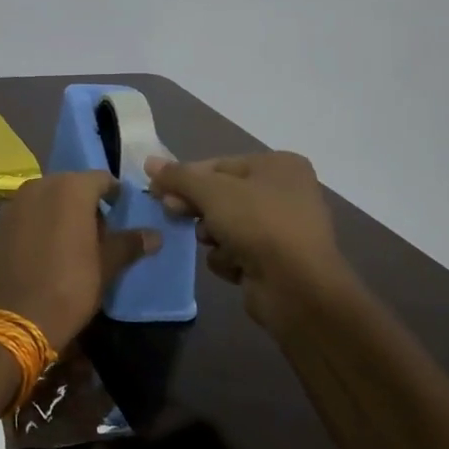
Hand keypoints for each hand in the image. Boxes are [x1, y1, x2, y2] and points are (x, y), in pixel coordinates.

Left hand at [0, 171, 155, 350]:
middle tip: (98, 231)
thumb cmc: (70, 287)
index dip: (114, 195)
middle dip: (85, 203)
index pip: (101, 180)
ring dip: (59, 211)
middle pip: (71, 185)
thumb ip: (129, 244)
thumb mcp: (106, 266)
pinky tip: (43, 248)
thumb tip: (154, 235)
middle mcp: (39, 186)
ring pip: (45, 197)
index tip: (121, 214)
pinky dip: (37, 222)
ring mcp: (14, 203)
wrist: (17, 318)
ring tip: (71, 240)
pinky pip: (26, 213)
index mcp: (70, 189)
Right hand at [145, 152, 354, 327]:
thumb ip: (178, 176)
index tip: (158, 191)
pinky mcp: (276, 260)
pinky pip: (238, 251)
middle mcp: (285, 192)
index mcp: (278, 165)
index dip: (185, 177)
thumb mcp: (211, 191)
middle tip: (173, 213)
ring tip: (215, 244)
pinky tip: (236, 266)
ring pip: (226, 225)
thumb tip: (149, 161)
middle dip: (197, 207)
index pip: (218, 165)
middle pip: (221, 195)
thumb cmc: (258, 224)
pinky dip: (230, 258)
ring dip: (213, 235)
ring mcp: (282, 229)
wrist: (298, 287)